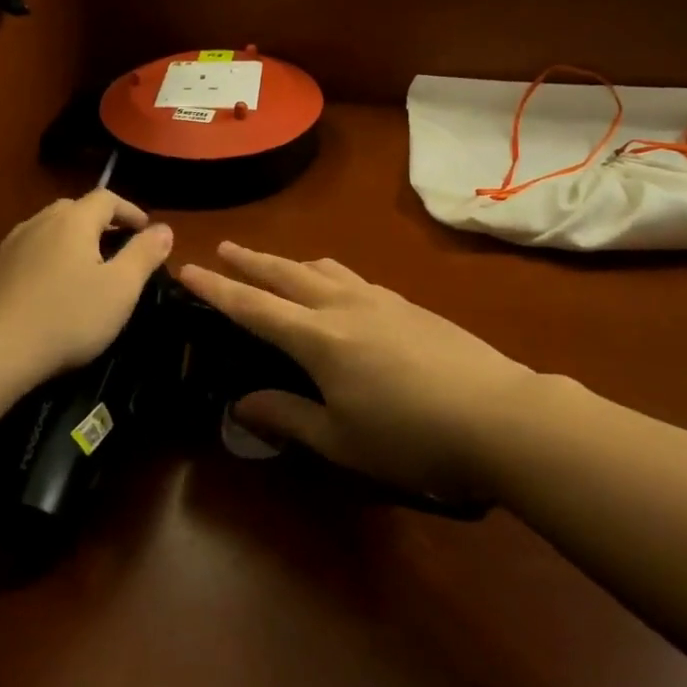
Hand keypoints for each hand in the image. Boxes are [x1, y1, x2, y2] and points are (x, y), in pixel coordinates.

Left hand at [0, 192, 172, 385]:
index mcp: (73, 220)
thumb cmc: (66, 317)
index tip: (146, 230)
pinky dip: (49, 258)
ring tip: (87, 267)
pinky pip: (30, 251)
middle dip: (101, 223)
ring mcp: (11, 245)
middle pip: (75, 209)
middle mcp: (40, 222)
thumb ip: (144, 254)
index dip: (130, 210)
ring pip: (49, 230)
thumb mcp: (120, 289)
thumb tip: (165, 228)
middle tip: (118, 247)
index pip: (107, 198)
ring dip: (72, 240)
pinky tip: (52, 287)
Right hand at [178, 244, 538, 501]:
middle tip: (225, 247)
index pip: (254, 307)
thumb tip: (242, 404)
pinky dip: (328, 275)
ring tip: (277, 264)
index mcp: (319, 338)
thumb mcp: (342, 440)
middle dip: (252, 261)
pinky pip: (353, 278)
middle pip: (287, 274)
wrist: (498, 414)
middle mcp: (343, 306)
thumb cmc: (412, 437)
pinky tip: (337, 288)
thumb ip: (289, 417)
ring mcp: (380, 300)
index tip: (188, 268)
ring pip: (323, 269)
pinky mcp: (409, 305)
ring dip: (291, 263)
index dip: (217, 289)